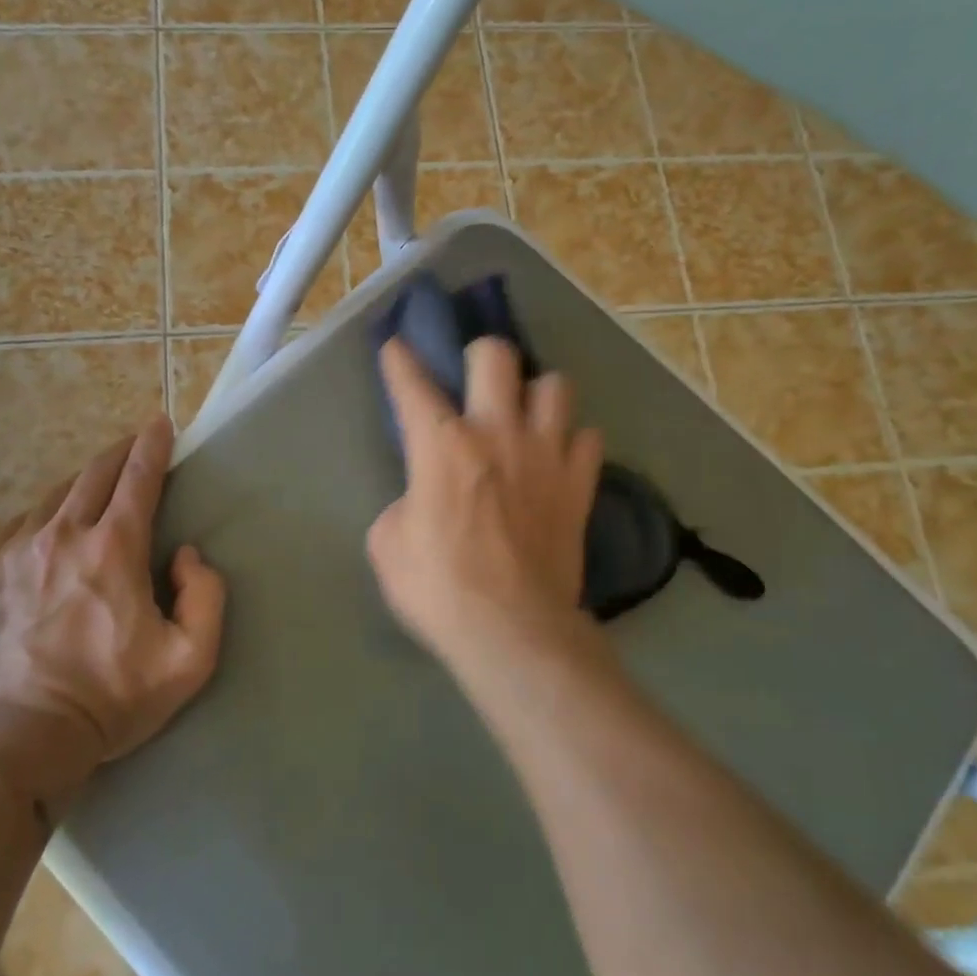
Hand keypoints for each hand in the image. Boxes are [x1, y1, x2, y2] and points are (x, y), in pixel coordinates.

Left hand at [0, 416, 226, 771]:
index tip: (161, 424)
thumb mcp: (190, 660)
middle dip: (120, 453)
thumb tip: (185, 554)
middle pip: (94, 473)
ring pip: (55, 494)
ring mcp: (16, 551)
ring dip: (83, 481)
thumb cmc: (111, 701)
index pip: (138, 477)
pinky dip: (45, 511)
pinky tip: (51, 522)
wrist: (18, 740)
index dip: (153, 445)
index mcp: (113, 548)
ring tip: (97, 484)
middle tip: (134, 446)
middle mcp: (62, 535)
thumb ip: (206, 597)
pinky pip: (20, 522)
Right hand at [367, 337, 602, 668]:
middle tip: (475, 380)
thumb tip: (424, 498)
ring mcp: (546, 455)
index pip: (412, 384)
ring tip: (526, 416)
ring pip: (556, 386)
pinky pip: (588, 438)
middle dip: (481, 355)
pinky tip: (559, 458)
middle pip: (496, 356)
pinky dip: (572, 442)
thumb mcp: (389, 545)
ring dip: (537, 394)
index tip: (396, 344)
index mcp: (442, 445)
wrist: (512, 631)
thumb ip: (405, 504)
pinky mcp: (579, 485)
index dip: (400, 359)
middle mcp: (497, 433)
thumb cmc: (439, 589)